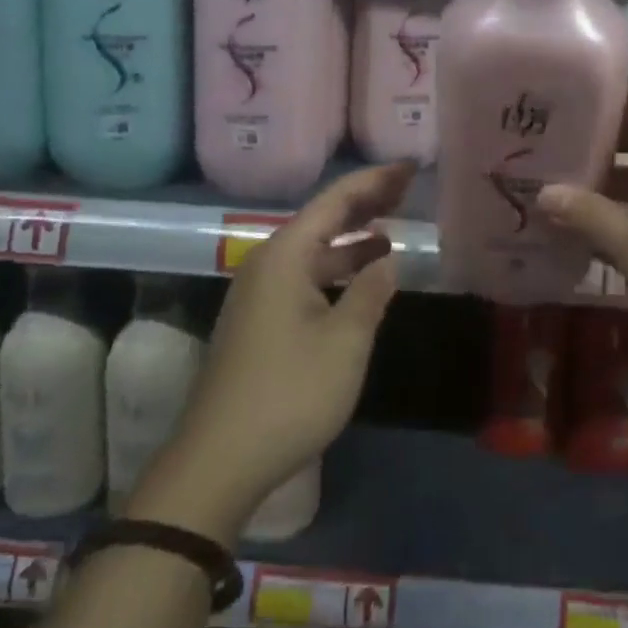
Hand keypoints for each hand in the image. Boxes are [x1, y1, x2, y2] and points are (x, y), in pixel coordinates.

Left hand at [134, 163, 413, 536]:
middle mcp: (267, 265)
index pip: (336, 201)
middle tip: (407, 187)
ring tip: (393, 228)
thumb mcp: (345, 341)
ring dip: (352, 238)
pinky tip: (361, 279)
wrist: (219, 460)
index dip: (376, 181)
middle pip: (322, 219)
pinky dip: (337, 268)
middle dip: (365, 202)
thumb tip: (388, 259)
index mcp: (285, 257)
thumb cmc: (289, 393)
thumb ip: (371, 292)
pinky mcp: (259, 322)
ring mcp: (260, 295)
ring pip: (313, 250)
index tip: (409, 166)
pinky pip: (305, 276)